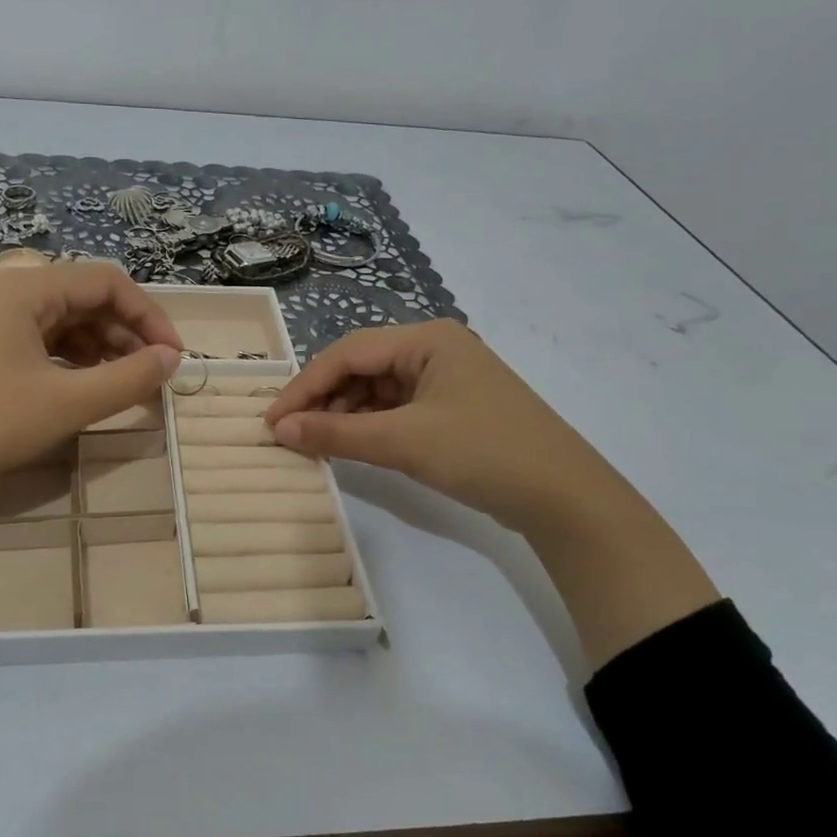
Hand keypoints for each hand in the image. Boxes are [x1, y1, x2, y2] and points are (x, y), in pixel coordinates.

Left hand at [0, 261, 182, 506]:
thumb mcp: (67, 403)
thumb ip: (128, 378)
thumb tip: (171, 360)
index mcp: (25, 288)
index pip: (106, 281)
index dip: (149, 315)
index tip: (172, 356)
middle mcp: (4, 290)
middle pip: (83, 296)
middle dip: (125, 332)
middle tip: (152, 374)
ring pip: (60, 319)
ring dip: (99, 346)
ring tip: (123, 382)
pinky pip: (36, 338)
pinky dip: (68, 357)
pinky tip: (82, 385)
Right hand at [263, 320, 624, 534]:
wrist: (563, 497)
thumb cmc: (482, 453)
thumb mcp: (403, 441)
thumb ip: (336, 432)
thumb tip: (280, 429)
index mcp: (427, 338)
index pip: (348, 352)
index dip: (304, 386)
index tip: (272, 421)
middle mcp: (435, 349)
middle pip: (361, 367)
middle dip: (323, 399)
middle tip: (291, 433)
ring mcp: (445, 379)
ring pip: (377, 389)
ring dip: (344, 413)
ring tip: (316, 442)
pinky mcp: (452, 408)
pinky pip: (396, 408)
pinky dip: (369, 426)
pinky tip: (351, 445)